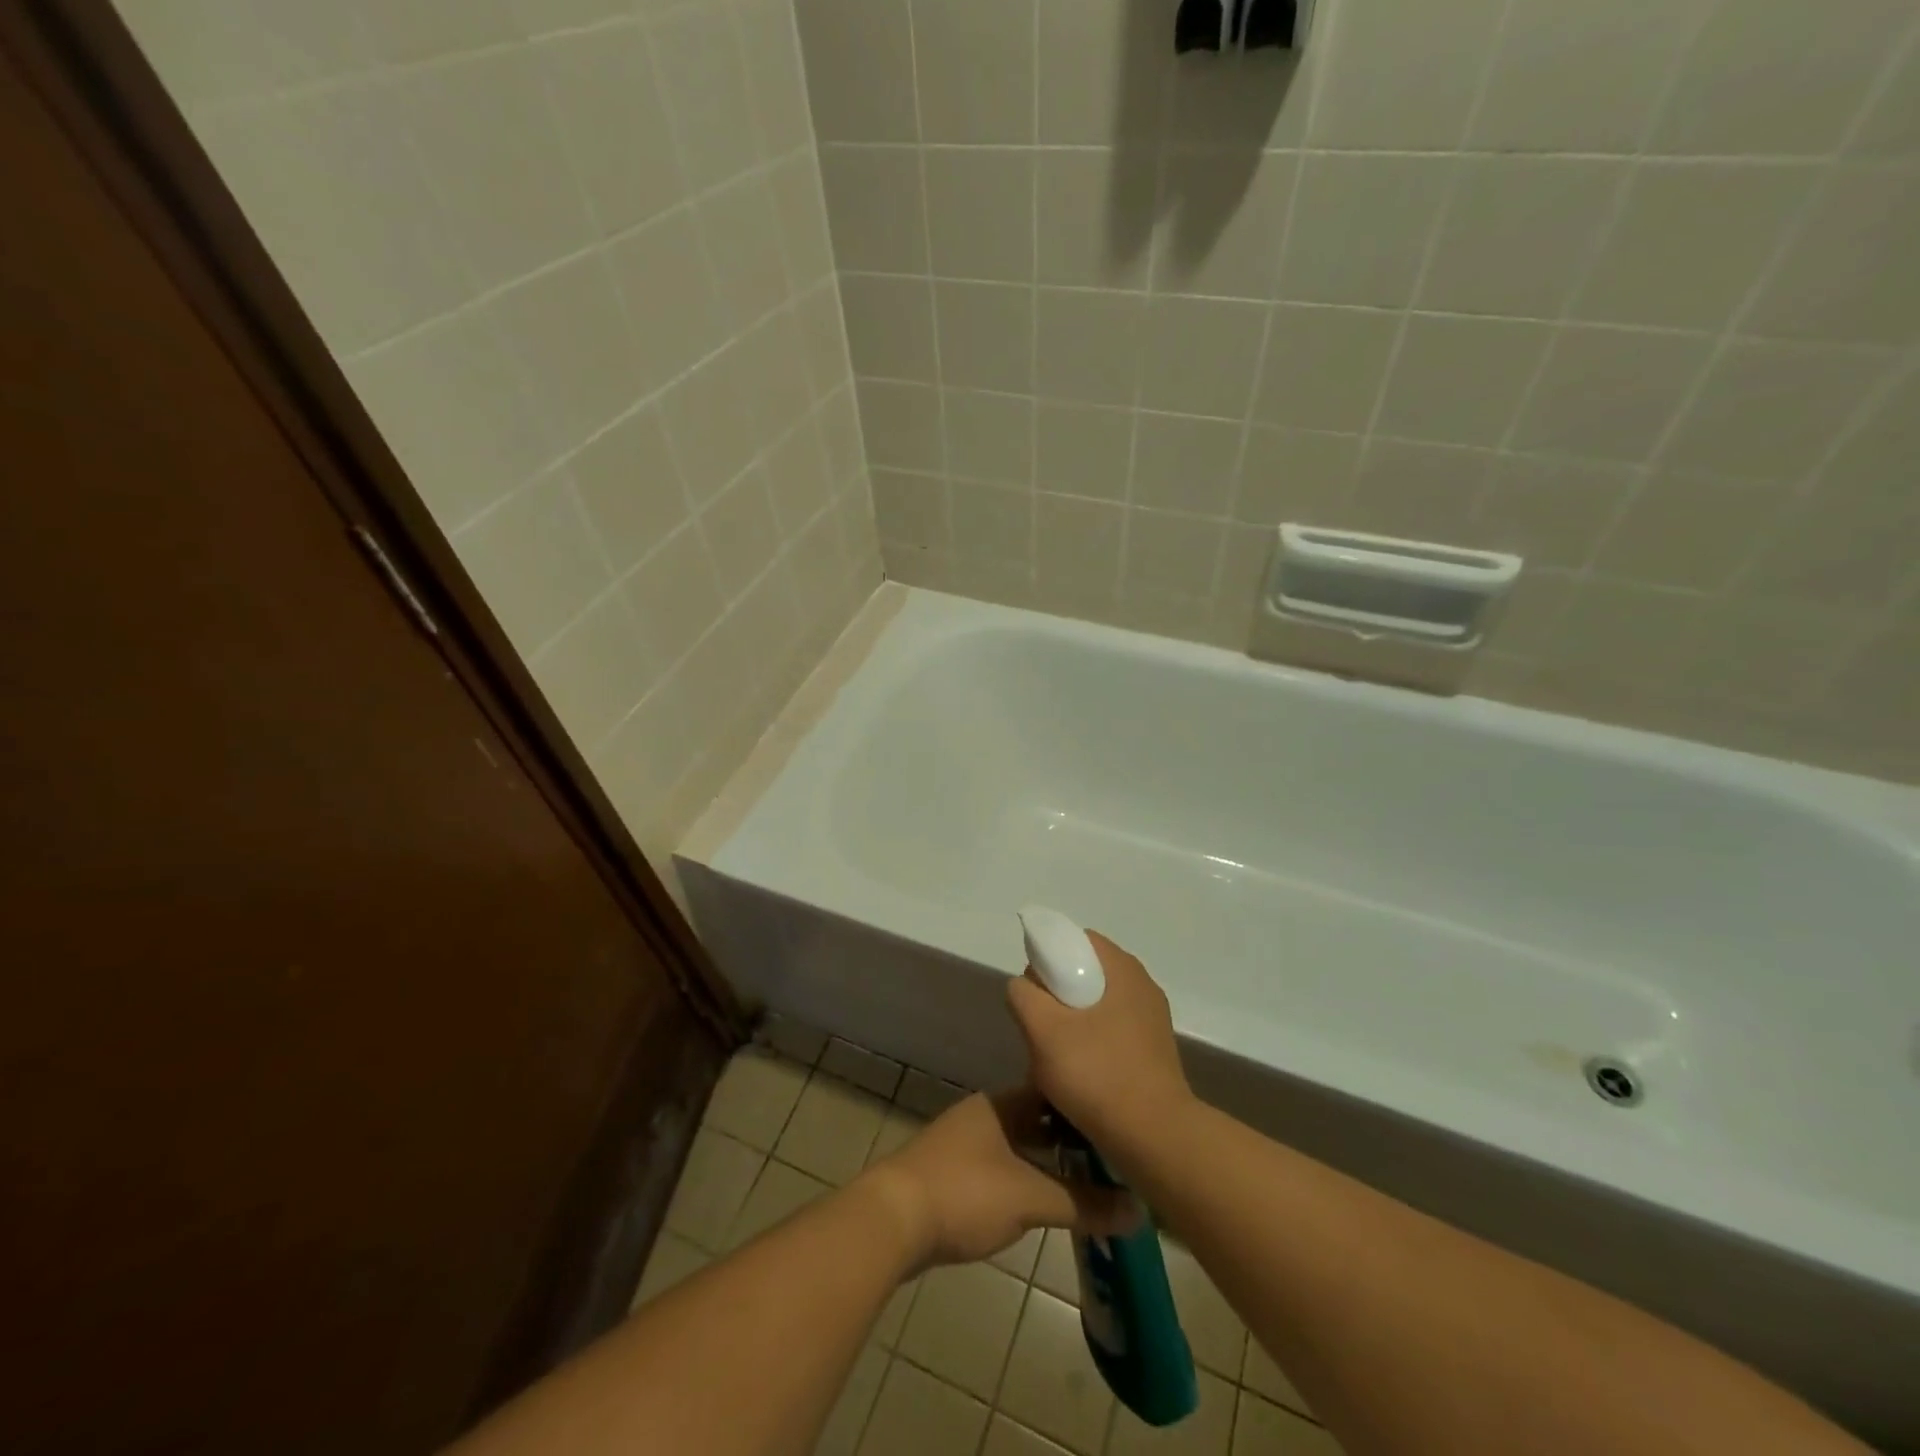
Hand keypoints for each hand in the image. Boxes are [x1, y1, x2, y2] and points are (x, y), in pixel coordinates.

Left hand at [863, 1088, 1138, 1267]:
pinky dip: (1027, 1179)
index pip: (1052, 1091)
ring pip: (1019, 1145)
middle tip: (1113, 1157)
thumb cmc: (965, 1192)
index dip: (1083, 1104)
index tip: (1117, 1119)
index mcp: (1001, 1104)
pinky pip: (1003, 1168)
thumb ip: (1084, 1203)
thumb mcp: (1030, 1198)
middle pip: (1036, 1120)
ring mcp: (965, 1144)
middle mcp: (984, 1115)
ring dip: (1048, 1161)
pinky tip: (1044, 1201)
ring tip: (1088, 1181)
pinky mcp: (953, 1174)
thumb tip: (1139, 1210)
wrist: (892, 1219)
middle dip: (1070, 1138)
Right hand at [1006, 930, 1194, 1156]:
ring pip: (1098, 1004)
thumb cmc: (1097, 1074)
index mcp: (1122, 968)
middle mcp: (1142, 985)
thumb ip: (1024, 995)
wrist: (1155, 1138)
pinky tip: (1079, 1073)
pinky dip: (1091, 1041)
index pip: (1077, 940)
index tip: (1033, 991)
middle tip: (1038, 1025)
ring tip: (1055, 1054)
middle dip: (1057, 993)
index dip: (1049, 957)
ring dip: (1072, 1021)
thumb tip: (1025, 986)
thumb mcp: (1043, 1030)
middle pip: (1087, 972)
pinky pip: (1112, 1030)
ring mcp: (1152, 1019)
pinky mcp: (1154, 1050)